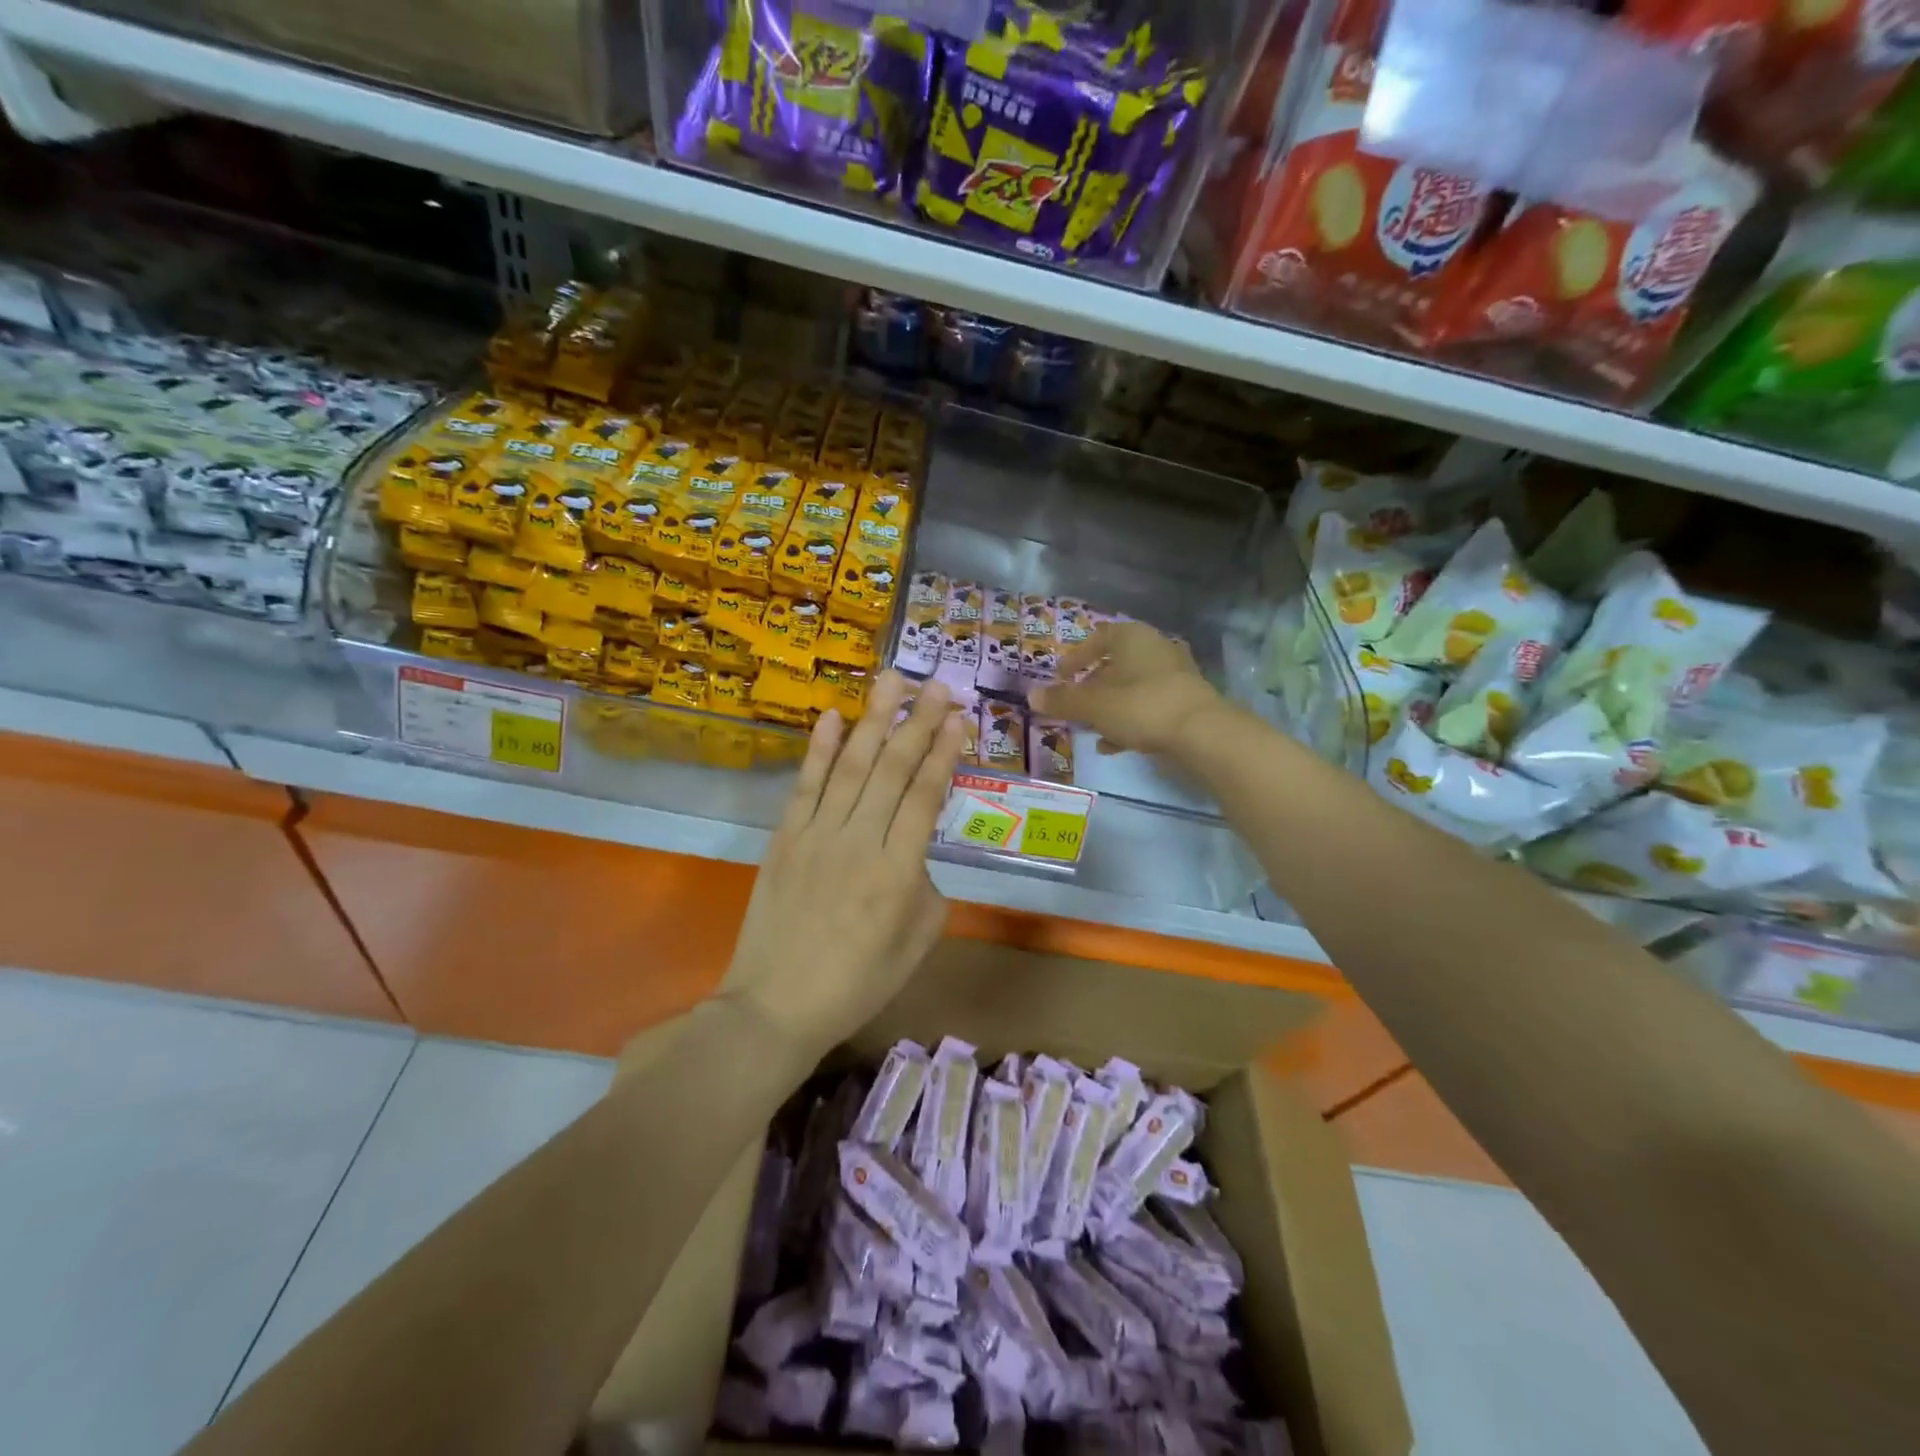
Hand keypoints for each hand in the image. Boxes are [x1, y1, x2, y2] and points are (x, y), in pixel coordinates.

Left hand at [717, 671, 965, 1062]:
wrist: (775, 1005)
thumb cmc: (857, 983)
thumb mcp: (917, 944)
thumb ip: (928, 888)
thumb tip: (916, 851)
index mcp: (897, 872)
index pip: (924, 796)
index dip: (944, 752)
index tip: (959, 717)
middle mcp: (858, 842)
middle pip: (892, 769)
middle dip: (918, 722)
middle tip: (937, 684)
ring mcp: (816, 835)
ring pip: (850, 766)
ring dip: (873, 719)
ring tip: (891, 680)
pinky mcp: (785, 838)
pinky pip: (805, 785)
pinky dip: (819, 749)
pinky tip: (832, 717)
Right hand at [1030, 622, 1228, 757]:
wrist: (1201, 733)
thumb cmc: (1141, 706)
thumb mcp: (1093, 705)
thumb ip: (1062, 700)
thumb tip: (1031, 695)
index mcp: (1133, 637)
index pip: (1098, 638)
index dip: (1076, 657)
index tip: (1060, 676)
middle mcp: (1155, 648)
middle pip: (1115, 664)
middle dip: (1092, 686)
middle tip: (1073, 705)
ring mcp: (1175, 675)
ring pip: (1131, 688)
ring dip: (1108, 707)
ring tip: (1089, 729)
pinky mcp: (1185, 701)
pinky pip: (1148, 706)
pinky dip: (1128, 721)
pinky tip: (1113, 745)